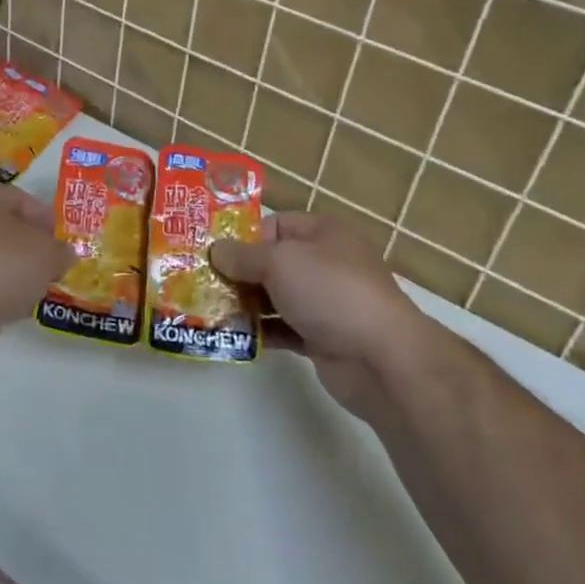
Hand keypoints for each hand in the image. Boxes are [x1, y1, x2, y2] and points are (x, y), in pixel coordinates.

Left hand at [0, 184, 75, 345]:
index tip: (62, 241)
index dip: (46, 219)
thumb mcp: (46, 254)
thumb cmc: (1, 266)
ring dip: (13, 270)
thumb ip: (61, 251)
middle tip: (51, 264)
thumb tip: (64, 255)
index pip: (19, 199)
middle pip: (2, 227)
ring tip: (35, 288)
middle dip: (29, 246)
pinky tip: (14, 306)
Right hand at [210, 212, 423, 417]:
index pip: (275, 225)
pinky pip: (284, 328)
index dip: (244, 237)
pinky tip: (234, 336)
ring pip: (276, 297)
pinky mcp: (322, 338)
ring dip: (246, 304)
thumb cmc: (330, 291)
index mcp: (322, 233)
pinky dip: (262, 331)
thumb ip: (243, 256)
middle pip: (272, 262)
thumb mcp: (279, 262)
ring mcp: (325, 302)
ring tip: (210, 311)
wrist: (382, 358)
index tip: (213, 254)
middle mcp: (325, 263)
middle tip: (202, 284)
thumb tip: (216, 251)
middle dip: (239, 273)